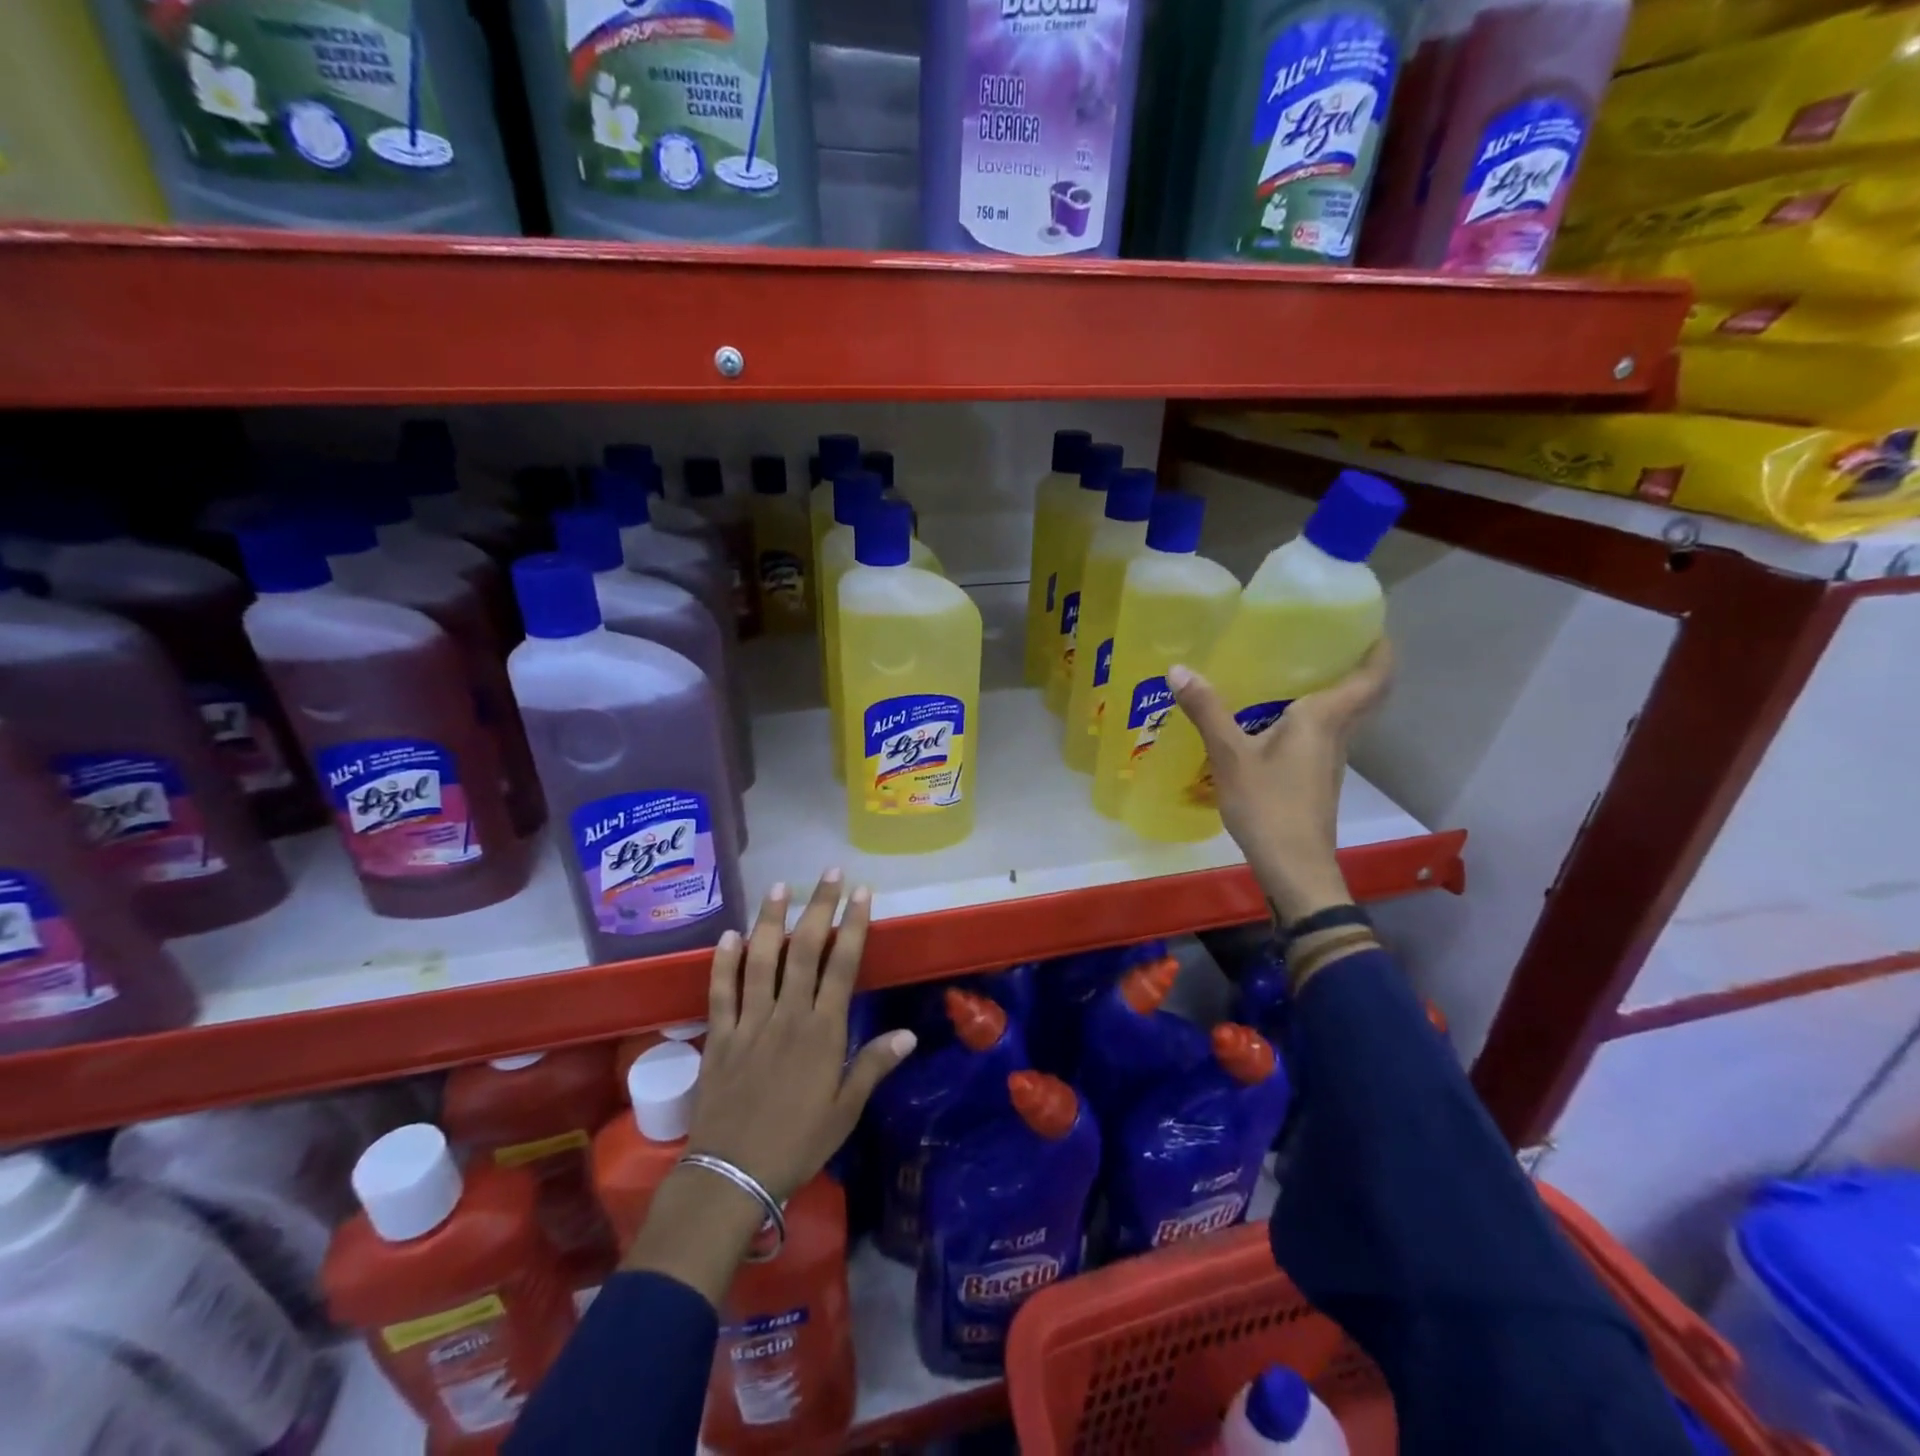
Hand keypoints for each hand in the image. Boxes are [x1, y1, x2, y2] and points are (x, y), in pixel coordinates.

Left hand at [689, 871, 915, 1201]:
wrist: (732, 1175)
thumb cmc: (797, 1144)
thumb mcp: (845, 1111)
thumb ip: (873, 1066)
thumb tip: (909, 1033)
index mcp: (822, 1031)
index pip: (842, 965)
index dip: (853, 925)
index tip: (861, 892)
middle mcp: (787, 1015)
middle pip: (804, 950)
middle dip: (818, 907)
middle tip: (828, 873)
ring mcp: (749, 1022)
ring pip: (761, 960)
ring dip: (771, 921)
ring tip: (779, 887)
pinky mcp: (719, 1036)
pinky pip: (720, 991)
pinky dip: (724, 962)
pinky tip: (729, 935)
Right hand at [1167, 639, 1393, 924]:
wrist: (1294, 868)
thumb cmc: (1269, 806)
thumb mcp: (1230, 756)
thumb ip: (1206, 711)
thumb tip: (1178, 668)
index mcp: (1324, 719)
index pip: (1373, 677)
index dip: (1380, 648)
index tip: (1370, 623)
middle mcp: (1336, 735)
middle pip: (1363, 694)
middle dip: (1355, 664)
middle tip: (1325, 637)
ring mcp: (1329, 760)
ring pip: (1341, 716)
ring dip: (1329, 691)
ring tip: (1291, 668)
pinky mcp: (1316, 779)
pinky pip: (1320, 735)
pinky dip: (1307, 718)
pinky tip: (1271, 718)